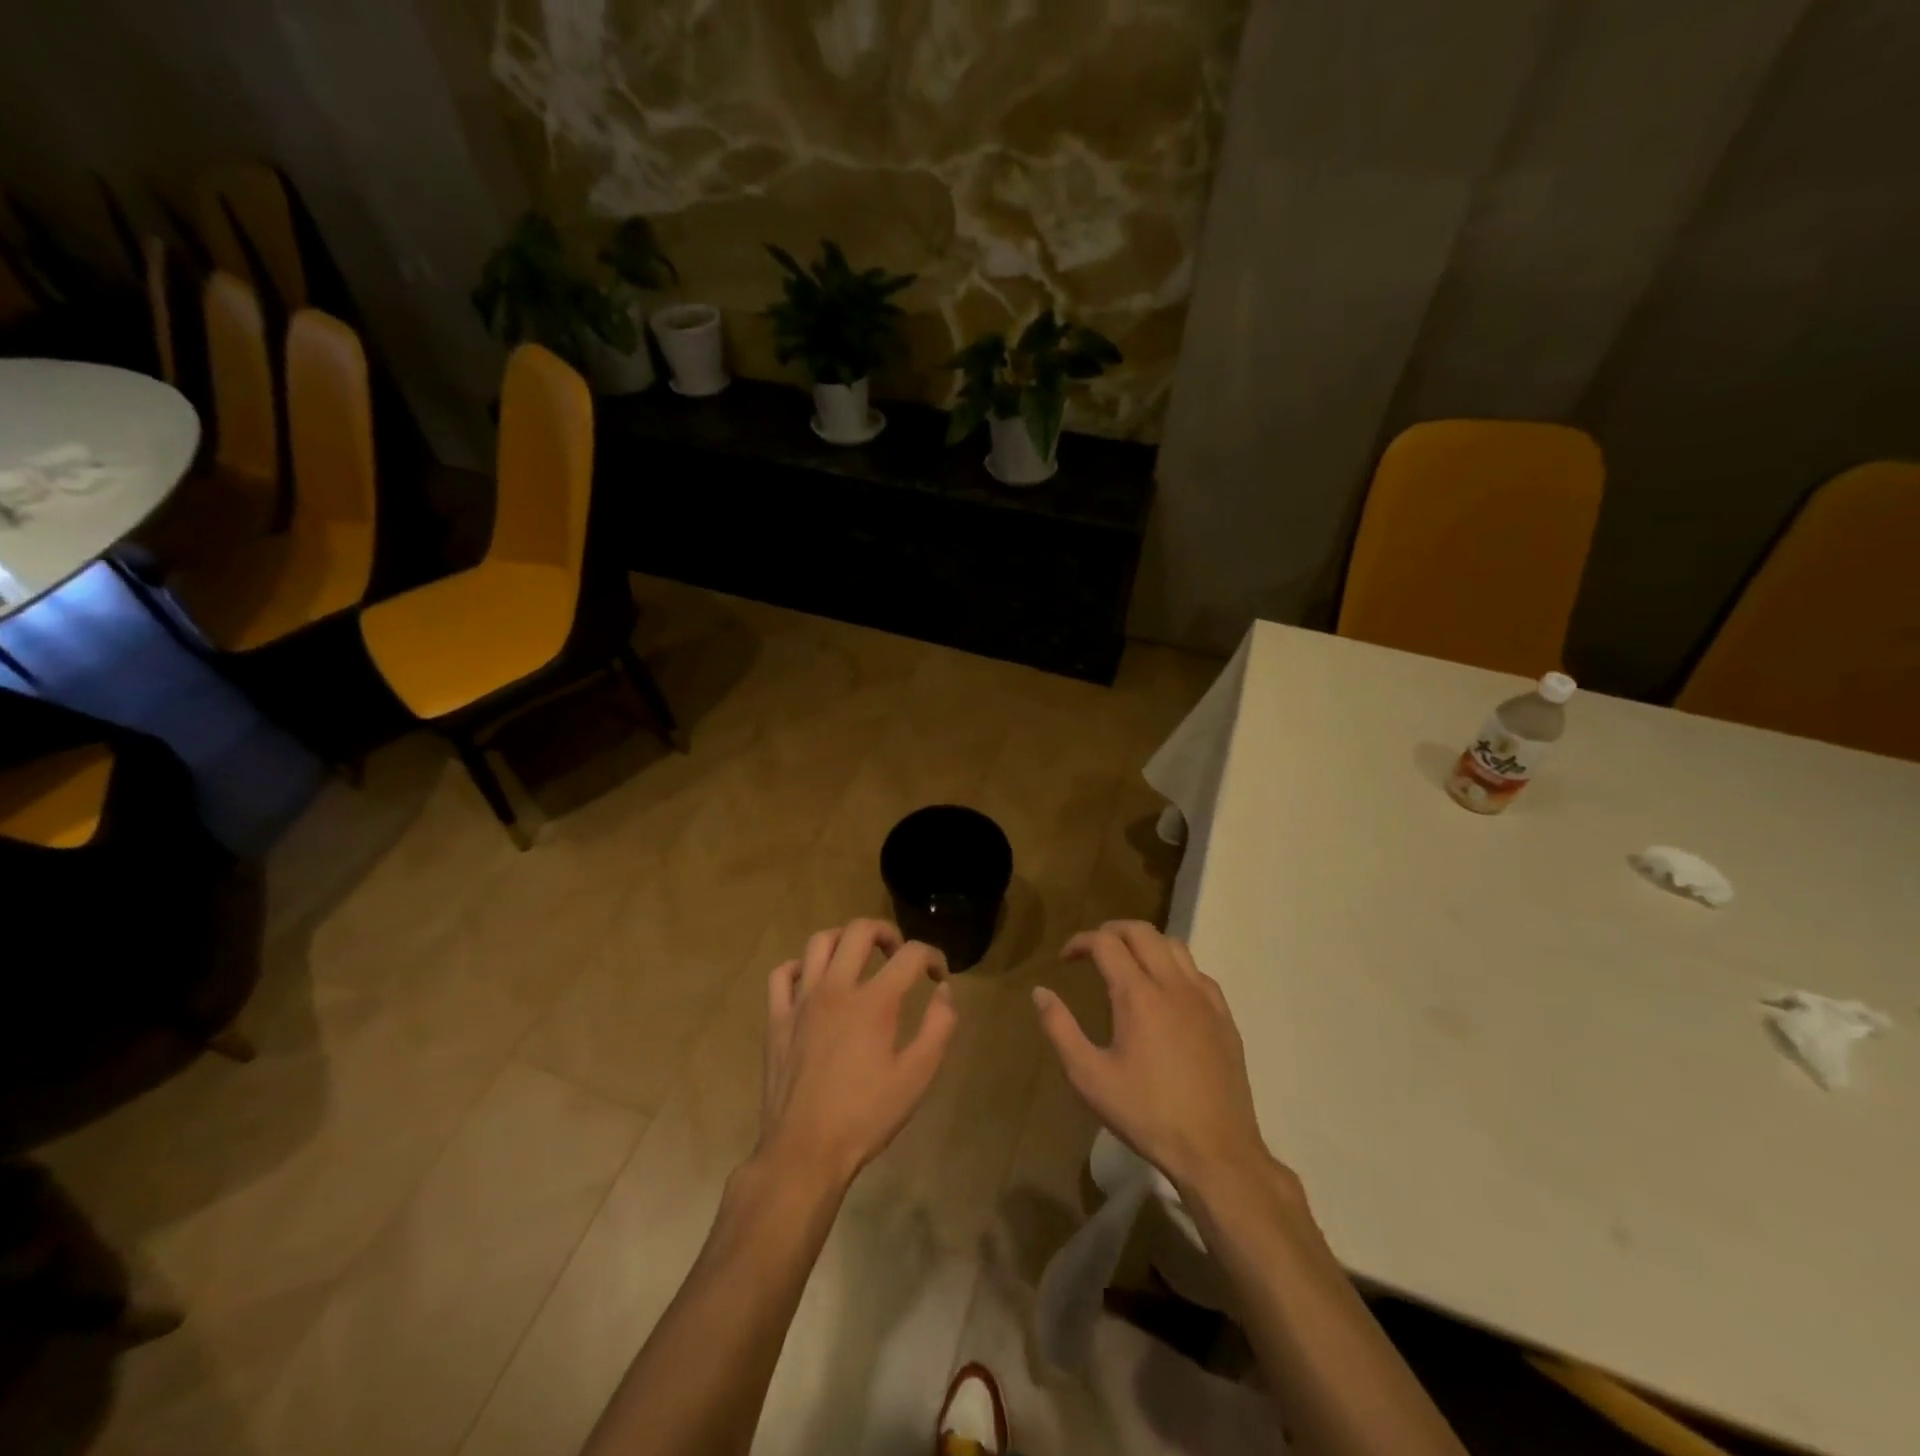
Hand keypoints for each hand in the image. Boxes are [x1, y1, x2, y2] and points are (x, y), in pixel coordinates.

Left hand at [757, 919, 956, 1190]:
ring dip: (844, 940)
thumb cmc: (865, 1117)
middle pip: (859, 931)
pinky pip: (782, 974)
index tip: (938, 975)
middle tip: (897, 954)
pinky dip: (800, 967)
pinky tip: (814, 981)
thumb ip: (939, 1027)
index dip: (932, 956)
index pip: (910, 954)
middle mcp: (836, 989)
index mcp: (874, 1002)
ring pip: (819, 942)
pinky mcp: (776, 1019)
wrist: (804, 1152)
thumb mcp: (917, 1077)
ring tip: (858, 958)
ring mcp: (801, 1001)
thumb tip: (943, 991)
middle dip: (886, 932)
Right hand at [1034, 921, 1273, 1199]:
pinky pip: (1197, 972)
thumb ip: (1060, 1029)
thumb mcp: (1089, 1077)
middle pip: (1141, 931)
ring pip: (1174, 945)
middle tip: (1093, 951)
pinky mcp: (1224, 1017)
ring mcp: (1204, 998)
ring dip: (1145, 943)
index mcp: (1137, 994)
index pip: (1106, 942)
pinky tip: (1166, 992)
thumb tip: (1040, 992)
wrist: (1216, 1151)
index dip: (1081, 941)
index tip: (1065, 958)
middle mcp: (1172, 984)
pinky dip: (1174, 966)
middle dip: (1112, 931)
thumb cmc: (1146, 1114)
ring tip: (1127, 963)